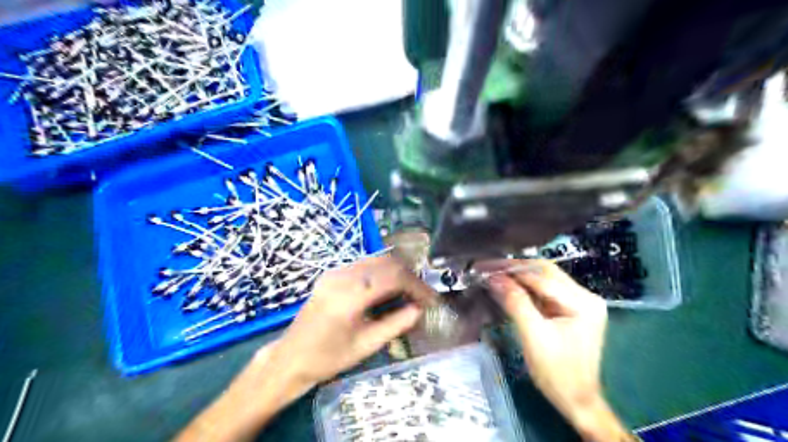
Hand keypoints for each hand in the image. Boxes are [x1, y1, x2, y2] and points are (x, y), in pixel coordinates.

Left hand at [174, 256, 440, 441]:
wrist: (291, 357)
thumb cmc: (328, 358)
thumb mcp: (366, 345)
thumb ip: (396, 324)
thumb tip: (420, 309)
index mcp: (349, 297)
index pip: (393, 278)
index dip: (417, 287)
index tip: (431, 300)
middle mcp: (341, 276)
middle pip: (387, 262)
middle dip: (409, 276)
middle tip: (421, 296)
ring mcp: (335, 272)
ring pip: (377, 260)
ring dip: (397, 272)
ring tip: (408, 293)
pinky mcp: (332, 273)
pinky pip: (364, 264)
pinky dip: (382, 272)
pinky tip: (388, 289)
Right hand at [484, 261, 632, 440]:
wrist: (576, 401)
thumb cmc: (557, 373)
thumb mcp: (534, 336)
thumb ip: (516, 303)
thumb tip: (495, 278)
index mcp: (583, 302)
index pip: (542, 276)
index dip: (511, 270)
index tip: (486, 267)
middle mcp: (585, 296)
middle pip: (545, 272)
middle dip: (514, 268)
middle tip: (488, 267)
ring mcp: (578, 303)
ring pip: (543, 279)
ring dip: (518, 276)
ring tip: (493, 273)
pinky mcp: (570, 310)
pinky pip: (544, 291)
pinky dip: (525, 288)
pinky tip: (508, 286)